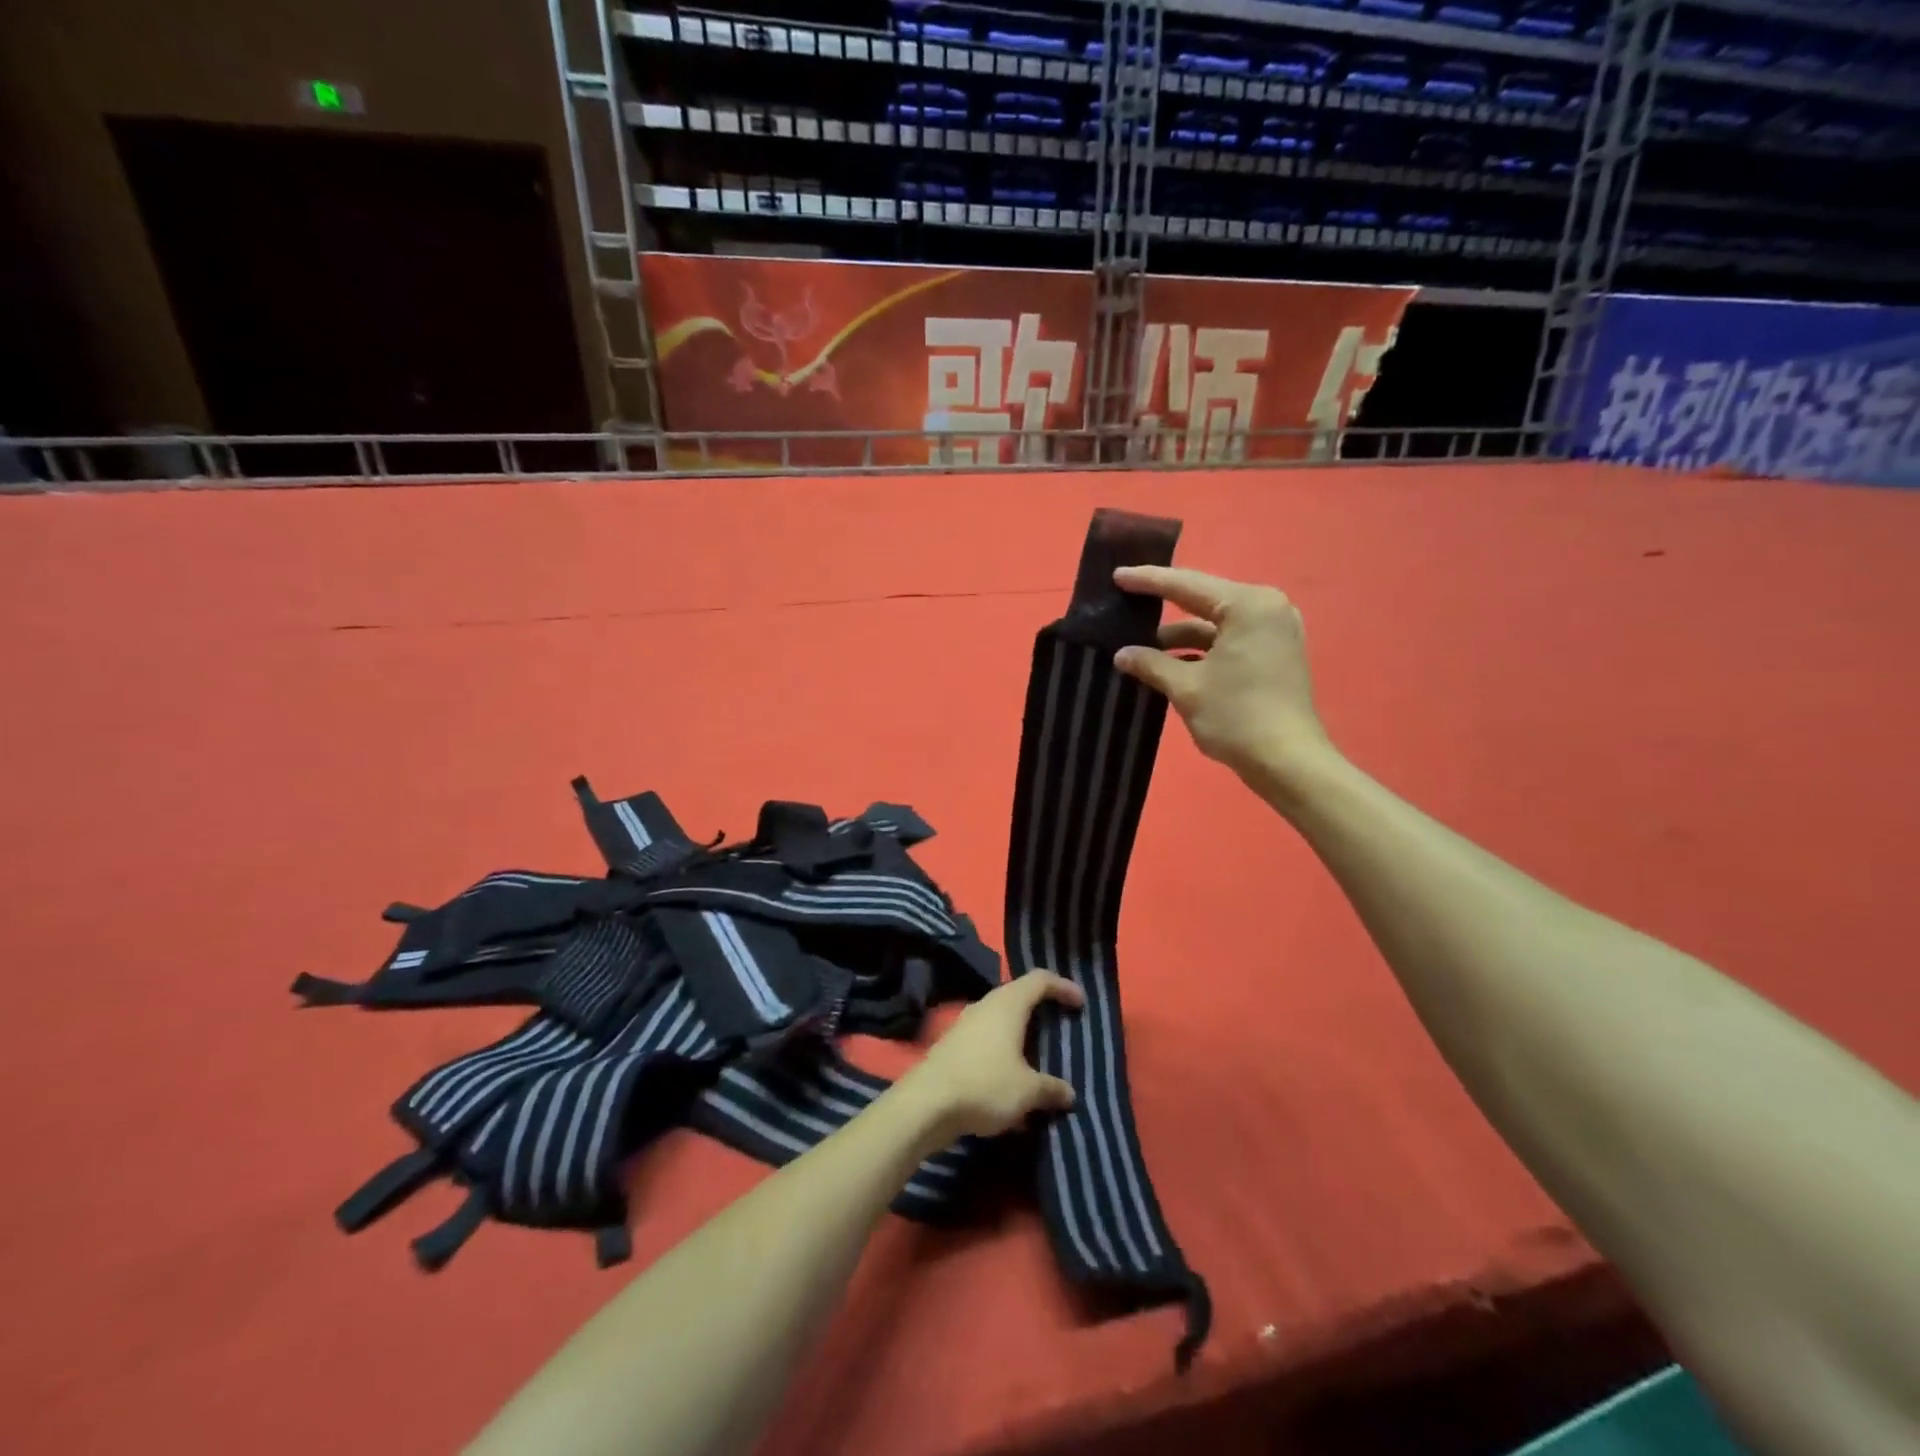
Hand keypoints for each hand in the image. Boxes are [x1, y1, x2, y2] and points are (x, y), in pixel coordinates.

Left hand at [896, 972, 1084, 1141]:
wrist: (926, 1104)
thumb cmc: (984, 1085)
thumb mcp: (1027, 1091)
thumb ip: (1051, 1089)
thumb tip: (1069, 1093)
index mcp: (1008, 1004)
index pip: (1039, 980)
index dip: (1062, 986)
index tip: (1080, 1003)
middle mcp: (986, 1005)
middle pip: (1018, 995)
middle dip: (1041, 1007)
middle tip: (1061, 1023)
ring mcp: (966, 1023)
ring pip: (1000, 1018)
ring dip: (1020, 1031)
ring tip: (1038, 1052)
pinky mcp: (953, 1044)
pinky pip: (987, 1038)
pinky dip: (1003, 1049)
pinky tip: (1010, 1077)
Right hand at [1113, 564, 1336, 792]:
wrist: (1288, 762)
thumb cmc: (1236, 717)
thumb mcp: (1186, 688)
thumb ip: (1151, 664)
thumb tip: (1122, 654)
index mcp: (1248, 605)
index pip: (1187, 585)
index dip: (1149, 581)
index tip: (1117, 576)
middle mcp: (1266, 608)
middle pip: (1204, 601)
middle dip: (1164, 607)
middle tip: (1126, 602)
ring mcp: (1274, 631)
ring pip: (1215, 624)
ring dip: (1181, 637)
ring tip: (1139, 645)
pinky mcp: (1275, 654)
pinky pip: (1229, 640)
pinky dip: (1201, 650)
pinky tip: (1169, 663)